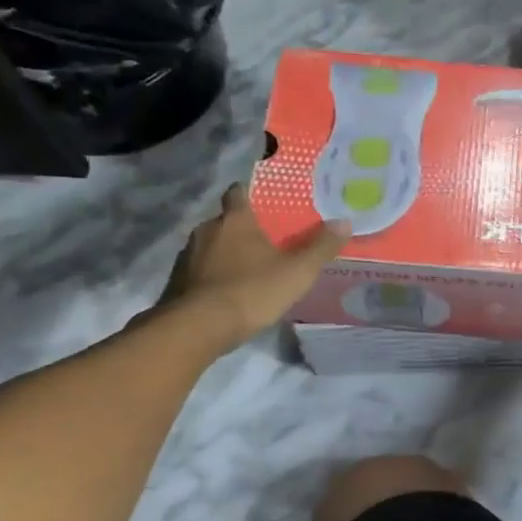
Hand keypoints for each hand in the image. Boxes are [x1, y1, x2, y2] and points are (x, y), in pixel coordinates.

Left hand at [153, 184, 348, 347]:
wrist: (196, 328)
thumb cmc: (251, 291)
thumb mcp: (297, 272)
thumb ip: (321, 247)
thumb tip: (344, 222)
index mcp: (235, 220)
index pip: (238, 192)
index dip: (250, 195)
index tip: (265, 203)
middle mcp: (206, 230)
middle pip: (226, 221)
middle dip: (243, 230)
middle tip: (267, 244)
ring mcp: (187, 256)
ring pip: (211, 247)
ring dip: (226, 255)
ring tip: (249, 272)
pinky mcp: (176, 281)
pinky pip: (199, 271)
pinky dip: (213, 277)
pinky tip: (229, 294)